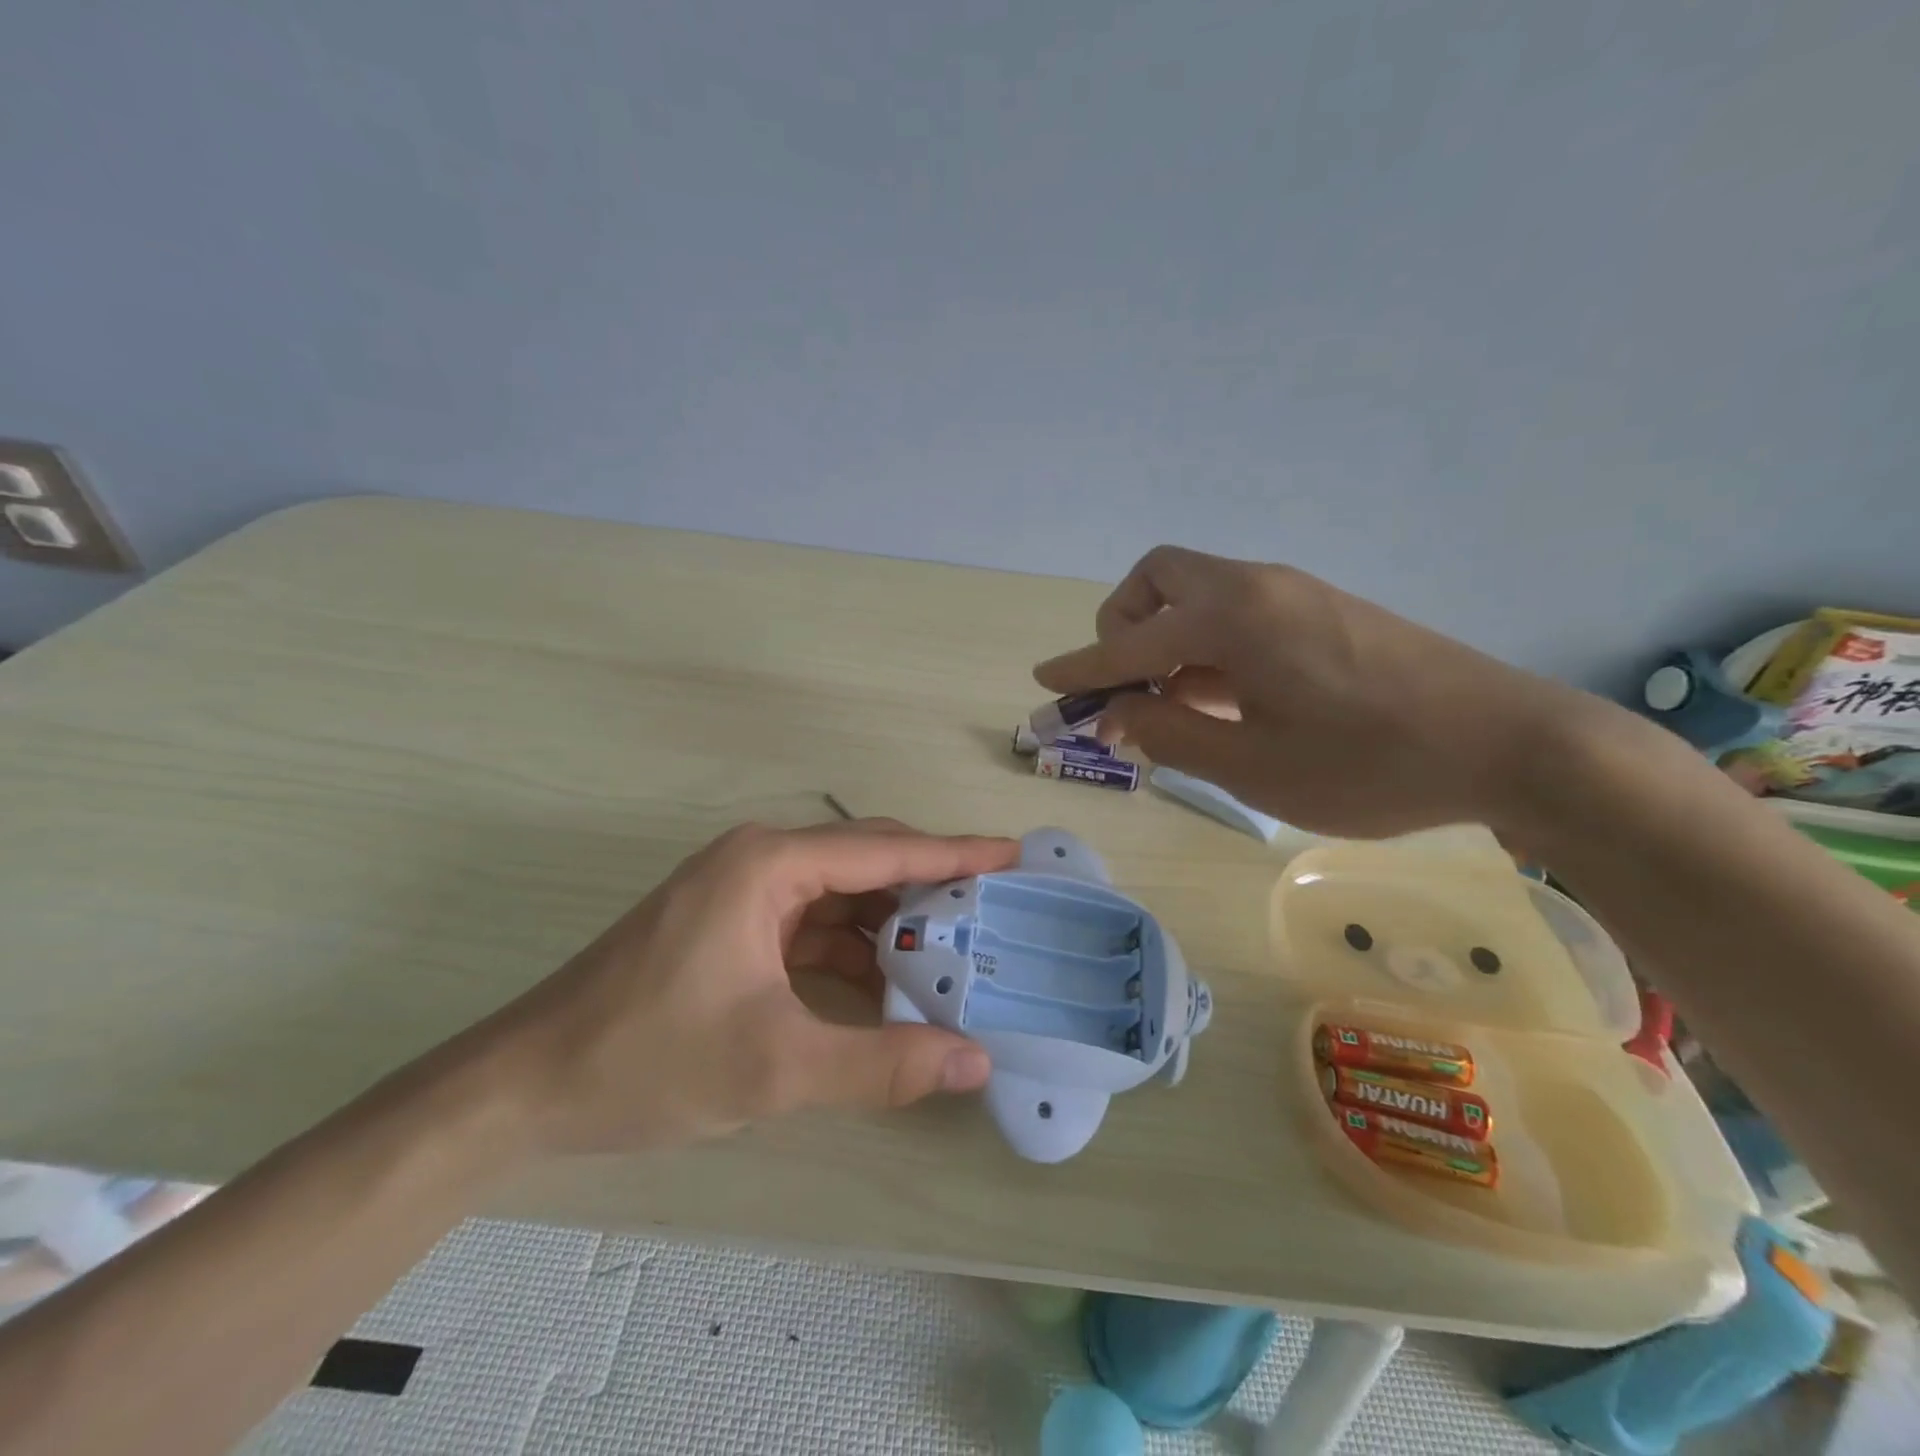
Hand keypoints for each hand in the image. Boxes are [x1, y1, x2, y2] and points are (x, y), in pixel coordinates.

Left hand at [482, 820, 1018, 1153]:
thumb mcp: (775, 1066)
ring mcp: (741, 894)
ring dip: (891, 924)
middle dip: (930, 886)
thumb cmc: (647, 1059)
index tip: (1014, 853)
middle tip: (996, 911)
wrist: (525, 1087)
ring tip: (955, 951)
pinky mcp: (730, 928)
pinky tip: (887, 985)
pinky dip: (852, 951)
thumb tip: (976, 1061)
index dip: (955, 851)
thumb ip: (882, 1064)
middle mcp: (759, 861)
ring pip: (839, 896)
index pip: (884, 848)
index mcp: (769, 864)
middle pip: (865, 862)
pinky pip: (810, 926)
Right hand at [1034, 546, 1585, 838]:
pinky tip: (1225, 697)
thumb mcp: (1253, 766)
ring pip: (1198, 593)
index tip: (1044, 682)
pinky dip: (1206, 643)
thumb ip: (1170, 733)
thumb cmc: (1369, 764)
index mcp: (1232, 618)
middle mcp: (1256, 587)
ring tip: (1175, 706)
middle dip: (1123, 628)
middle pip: (1157, 580)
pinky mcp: (1322, 610)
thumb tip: (1113, 714)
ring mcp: (1294, 593)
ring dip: (1166, 638)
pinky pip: (1236, 610)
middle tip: (1127, 689)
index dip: (1082, 667)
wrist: (1510, 743)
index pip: (1130, 641)